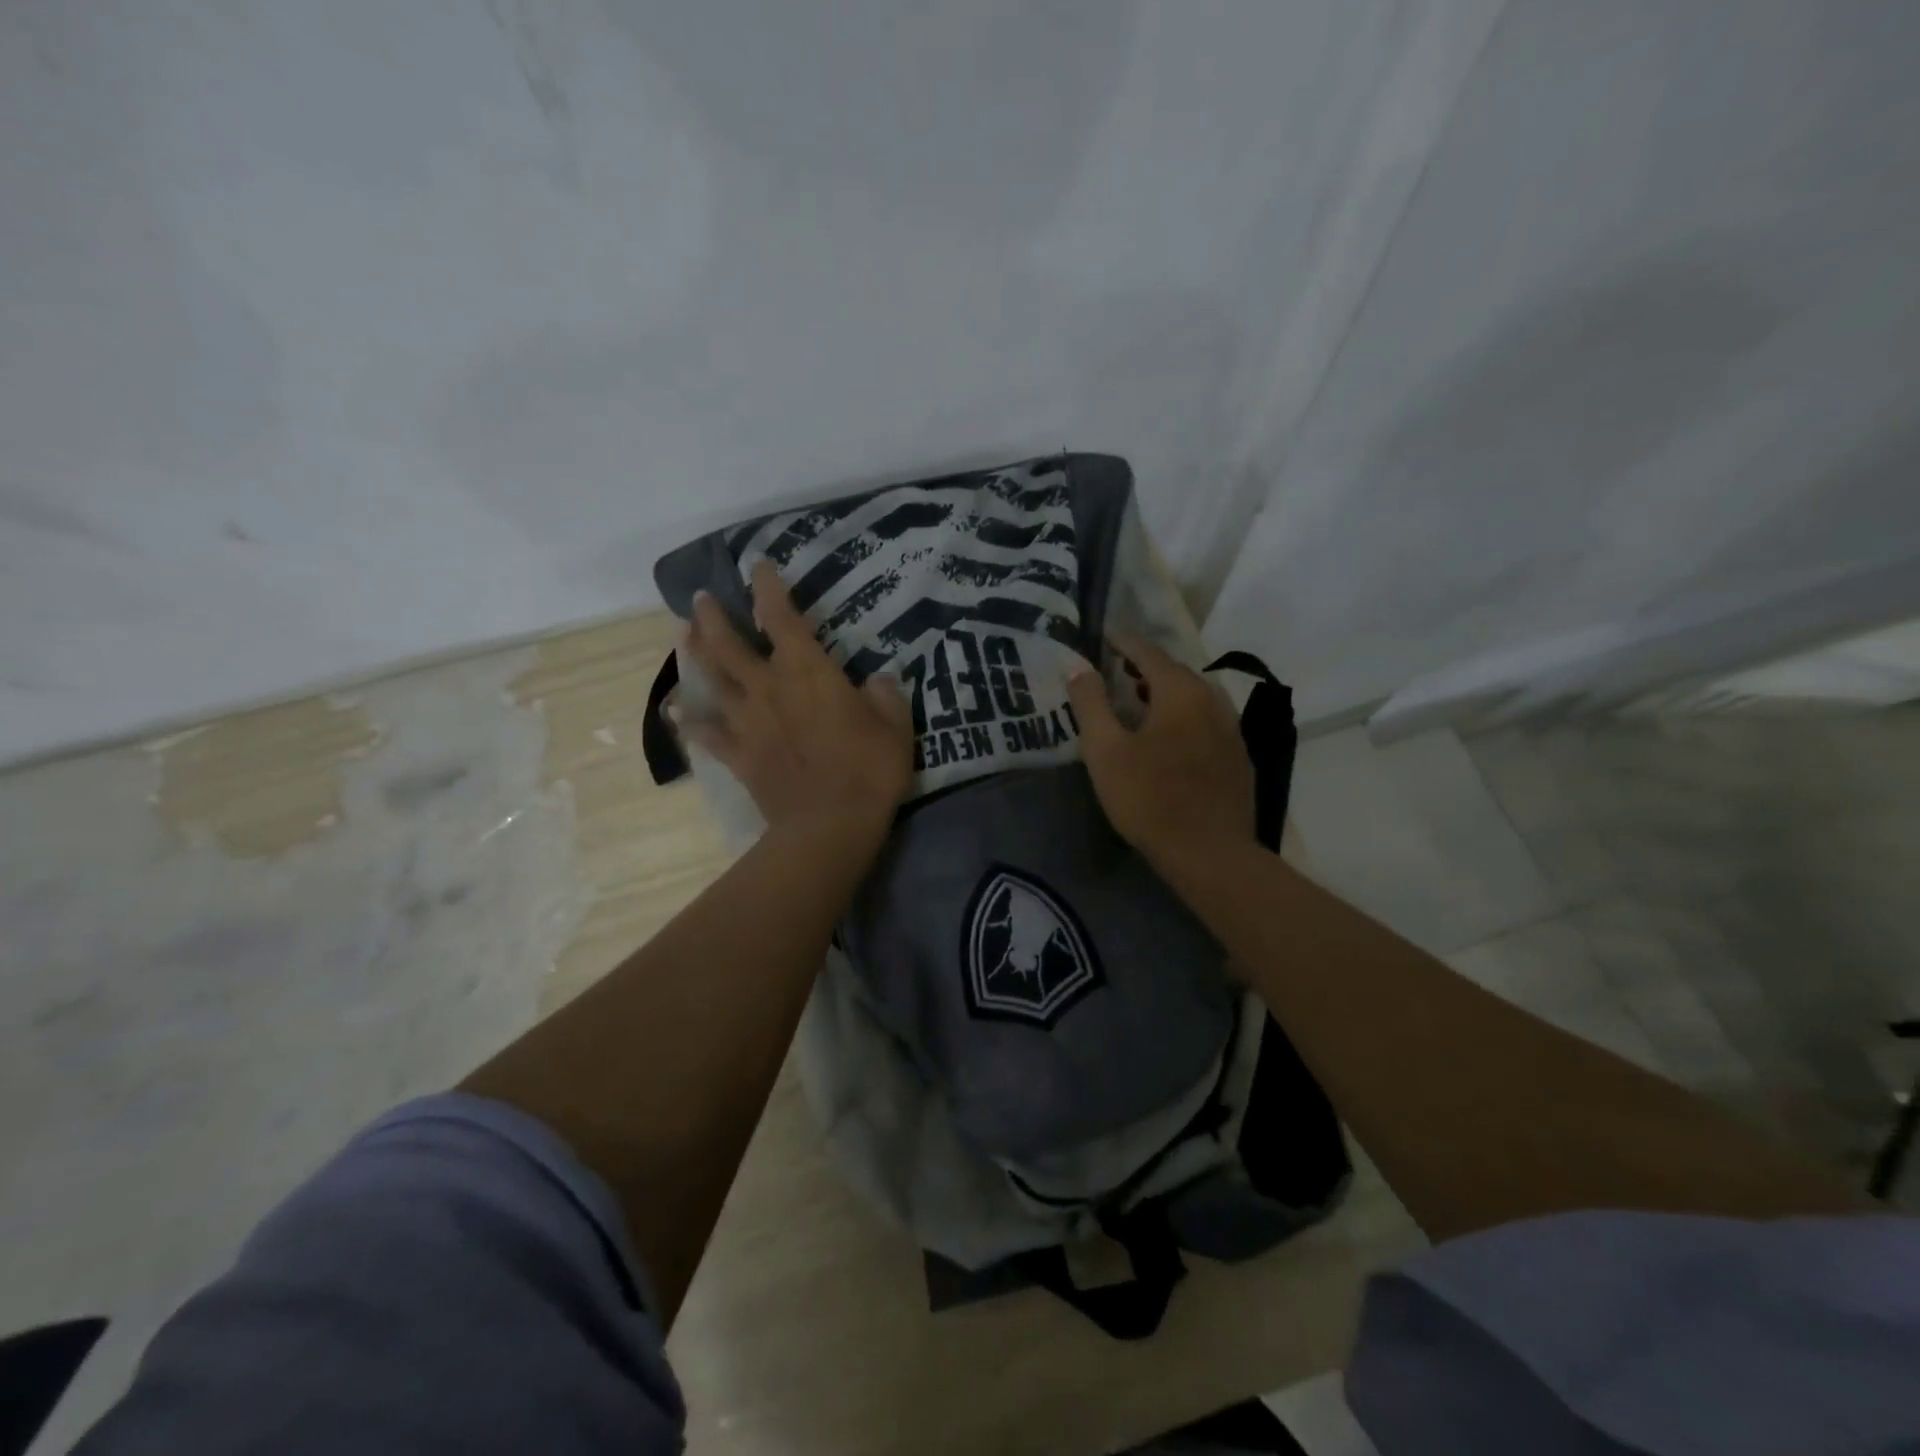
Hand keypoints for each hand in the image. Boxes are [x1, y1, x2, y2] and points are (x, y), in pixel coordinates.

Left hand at [680, 560, 913, 837]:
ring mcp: (748, 722)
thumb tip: (876, 680)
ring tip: (684, 636)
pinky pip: (708, 734)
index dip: (768, 588)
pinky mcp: (739, 755)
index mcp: (807, 670)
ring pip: (712, 680)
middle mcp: (768, 687)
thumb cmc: (868, 768)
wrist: (829, 824)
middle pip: (729, 644)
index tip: (758, 566)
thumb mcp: (895, 725)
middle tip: (700, 600)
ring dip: (696, 655)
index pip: (781, 616)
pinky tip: (677, 713)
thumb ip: (884, 695)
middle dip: (713, 617)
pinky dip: (690, 723)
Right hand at [1067, 634, 1253, 870]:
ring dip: (1164, 693)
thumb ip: (1090, 703)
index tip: (1104, 637)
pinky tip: (1168, 738)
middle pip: (1174, 672)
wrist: (1210, 852)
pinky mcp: (1237, 756)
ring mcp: (1231, 728)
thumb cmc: (1150, 798)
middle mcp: (1212, 700)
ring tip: (1138, 702)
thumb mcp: (1105, 751)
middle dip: (1144, 667)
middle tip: (1116, 670)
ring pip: (1193, 697)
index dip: (1123, 643)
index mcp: (1180, 691)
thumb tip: (1078, 667)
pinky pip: (1205, 721)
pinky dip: (1182, 717)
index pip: (1148, 652)